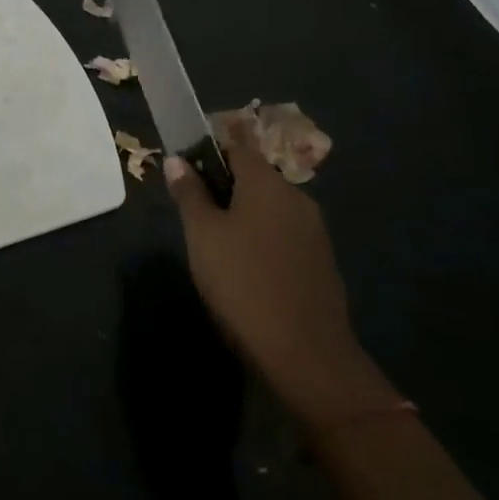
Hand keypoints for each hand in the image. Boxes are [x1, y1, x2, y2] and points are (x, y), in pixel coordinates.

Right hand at [165, 120, 382, 425]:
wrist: (305, 354)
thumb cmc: (242, 282)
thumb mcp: (202, 234)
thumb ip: (189, 193)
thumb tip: (177, 160)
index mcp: (267, 183)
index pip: (237, 145)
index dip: (210, 149)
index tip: (187, 166)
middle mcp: (296, 197)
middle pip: (255, 177)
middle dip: (225, 186)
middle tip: (194, 211)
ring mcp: (314, 231)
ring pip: (270, 208)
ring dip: (244, 214)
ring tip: (215, 243)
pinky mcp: (321, 262)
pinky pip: (284, 234)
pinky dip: (262, 239)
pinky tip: (245, 267)